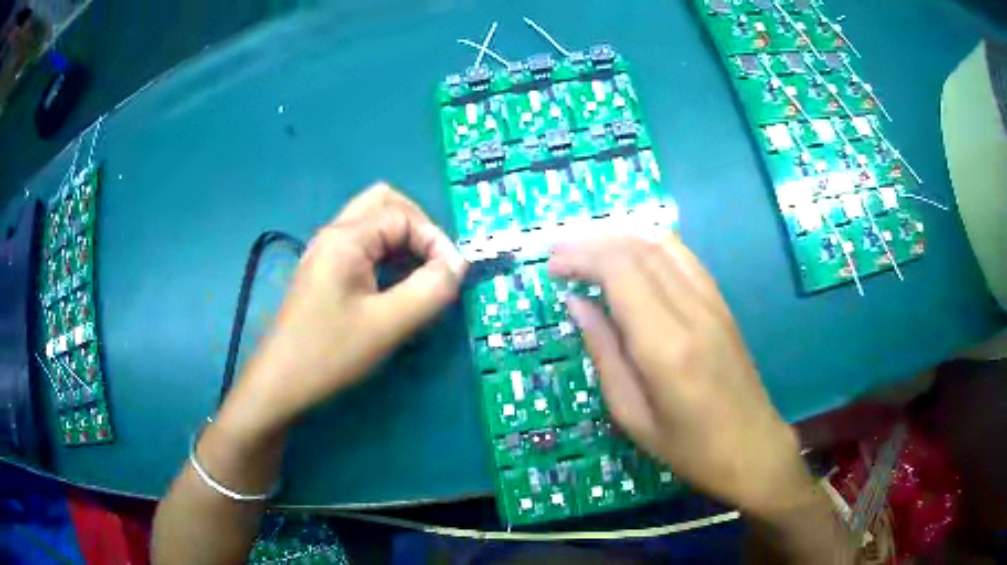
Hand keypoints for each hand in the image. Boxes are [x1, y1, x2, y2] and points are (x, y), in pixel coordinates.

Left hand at [220, 184, 466, 436]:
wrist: (281, 383)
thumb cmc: (330, 353)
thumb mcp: (388, 324)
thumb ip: (430, 290)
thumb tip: (458, 264)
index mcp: (346, 239)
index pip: (403, 215)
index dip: (435, 239)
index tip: (452, 276)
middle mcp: (334, 234)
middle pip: (384, 202)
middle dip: (418, 226)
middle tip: (435, 261)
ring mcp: (325, 251)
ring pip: (372, 221)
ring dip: (402, 238)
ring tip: (421, 273)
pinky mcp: (324, 270)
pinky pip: (362, 244)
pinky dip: (387, 252)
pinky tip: (395, 283)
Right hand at [549, 234, 815, 516]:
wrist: (752, 447)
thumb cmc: (688, 447)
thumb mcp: (632, 414)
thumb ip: (604, 353)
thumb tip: (577, 303)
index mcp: (666, 346)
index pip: (621, 272)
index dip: (581, 258)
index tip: (552, 267)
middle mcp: (692, 311)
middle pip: (639, 250)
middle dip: (593, 242)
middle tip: (559, 252)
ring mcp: (713, 302)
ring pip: (663, 244)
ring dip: (621, 236)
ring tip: (587, 244)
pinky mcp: (722, 303)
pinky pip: (684, 257)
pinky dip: (650, 243)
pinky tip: (631, 251)